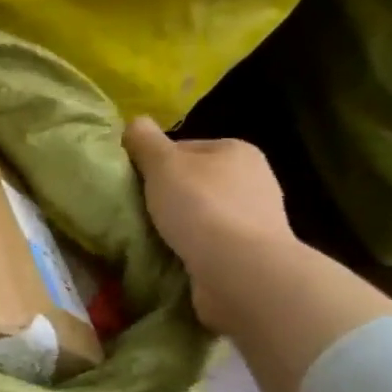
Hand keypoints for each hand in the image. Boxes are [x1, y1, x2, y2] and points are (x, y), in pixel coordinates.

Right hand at [123, 117, 295, 332]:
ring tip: (152, 237)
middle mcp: (254, 179)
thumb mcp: (163, 164)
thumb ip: (145, 141)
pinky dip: (192, 248)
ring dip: (179, 224)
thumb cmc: (200, 206)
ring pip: (201, 213)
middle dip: (167, 195)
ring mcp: (256, 218)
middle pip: (193, 181)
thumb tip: (135, 122)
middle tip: (138, 211)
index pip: (183, 148)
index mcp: (236, 150)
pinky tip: (174, 256)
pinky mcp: (252, 253)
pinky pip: (211, 243)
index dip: (154, 163)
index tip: (135, 183)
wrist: (240, 270)